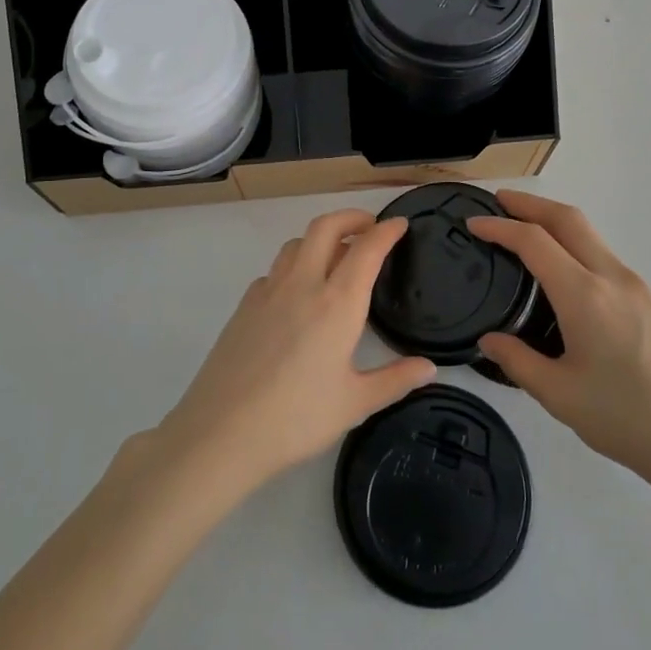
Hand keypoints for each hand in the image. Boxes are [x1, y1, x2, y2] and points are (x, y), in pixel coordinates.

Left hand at [158, 210, 436, 494]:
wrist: (221, 432)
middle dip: (351, 217)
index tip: (400, 224)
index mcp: (337, 304)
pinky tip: (297, 294)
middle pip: (325, 227)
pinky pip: (274, 270)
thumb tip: (429, 368)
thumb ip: (395, 380)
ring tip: (336, 256)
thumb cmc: (296, 418)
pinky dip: (294, 266)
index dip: (386, 231)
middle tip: (369, 227)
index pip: (366, 250)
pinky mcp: (244, 306)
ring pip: (296, 244)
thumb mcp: (355, 404)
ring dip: (320, 238)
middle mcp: (302, 285)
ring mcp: (267, 292)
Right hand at [469, 191, 650, 506]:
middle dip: (530, 203)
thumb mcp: (560, 396)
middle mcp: (612, 277)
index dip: (500, 227)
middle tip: (497, 203)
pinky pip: (603, 256)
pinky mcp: (650, 301)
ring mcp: (637, 287)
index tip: (472, 224)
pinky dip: (574, 245)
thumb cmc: (629, 420)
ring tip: (523, 232)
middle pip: (568, 219)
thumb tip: (489, 341)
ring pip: (590, 235)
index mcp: (585, 295)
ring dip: (554, 222)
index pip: (534, 241)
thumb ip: (517, 361)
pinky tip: (561, 272)